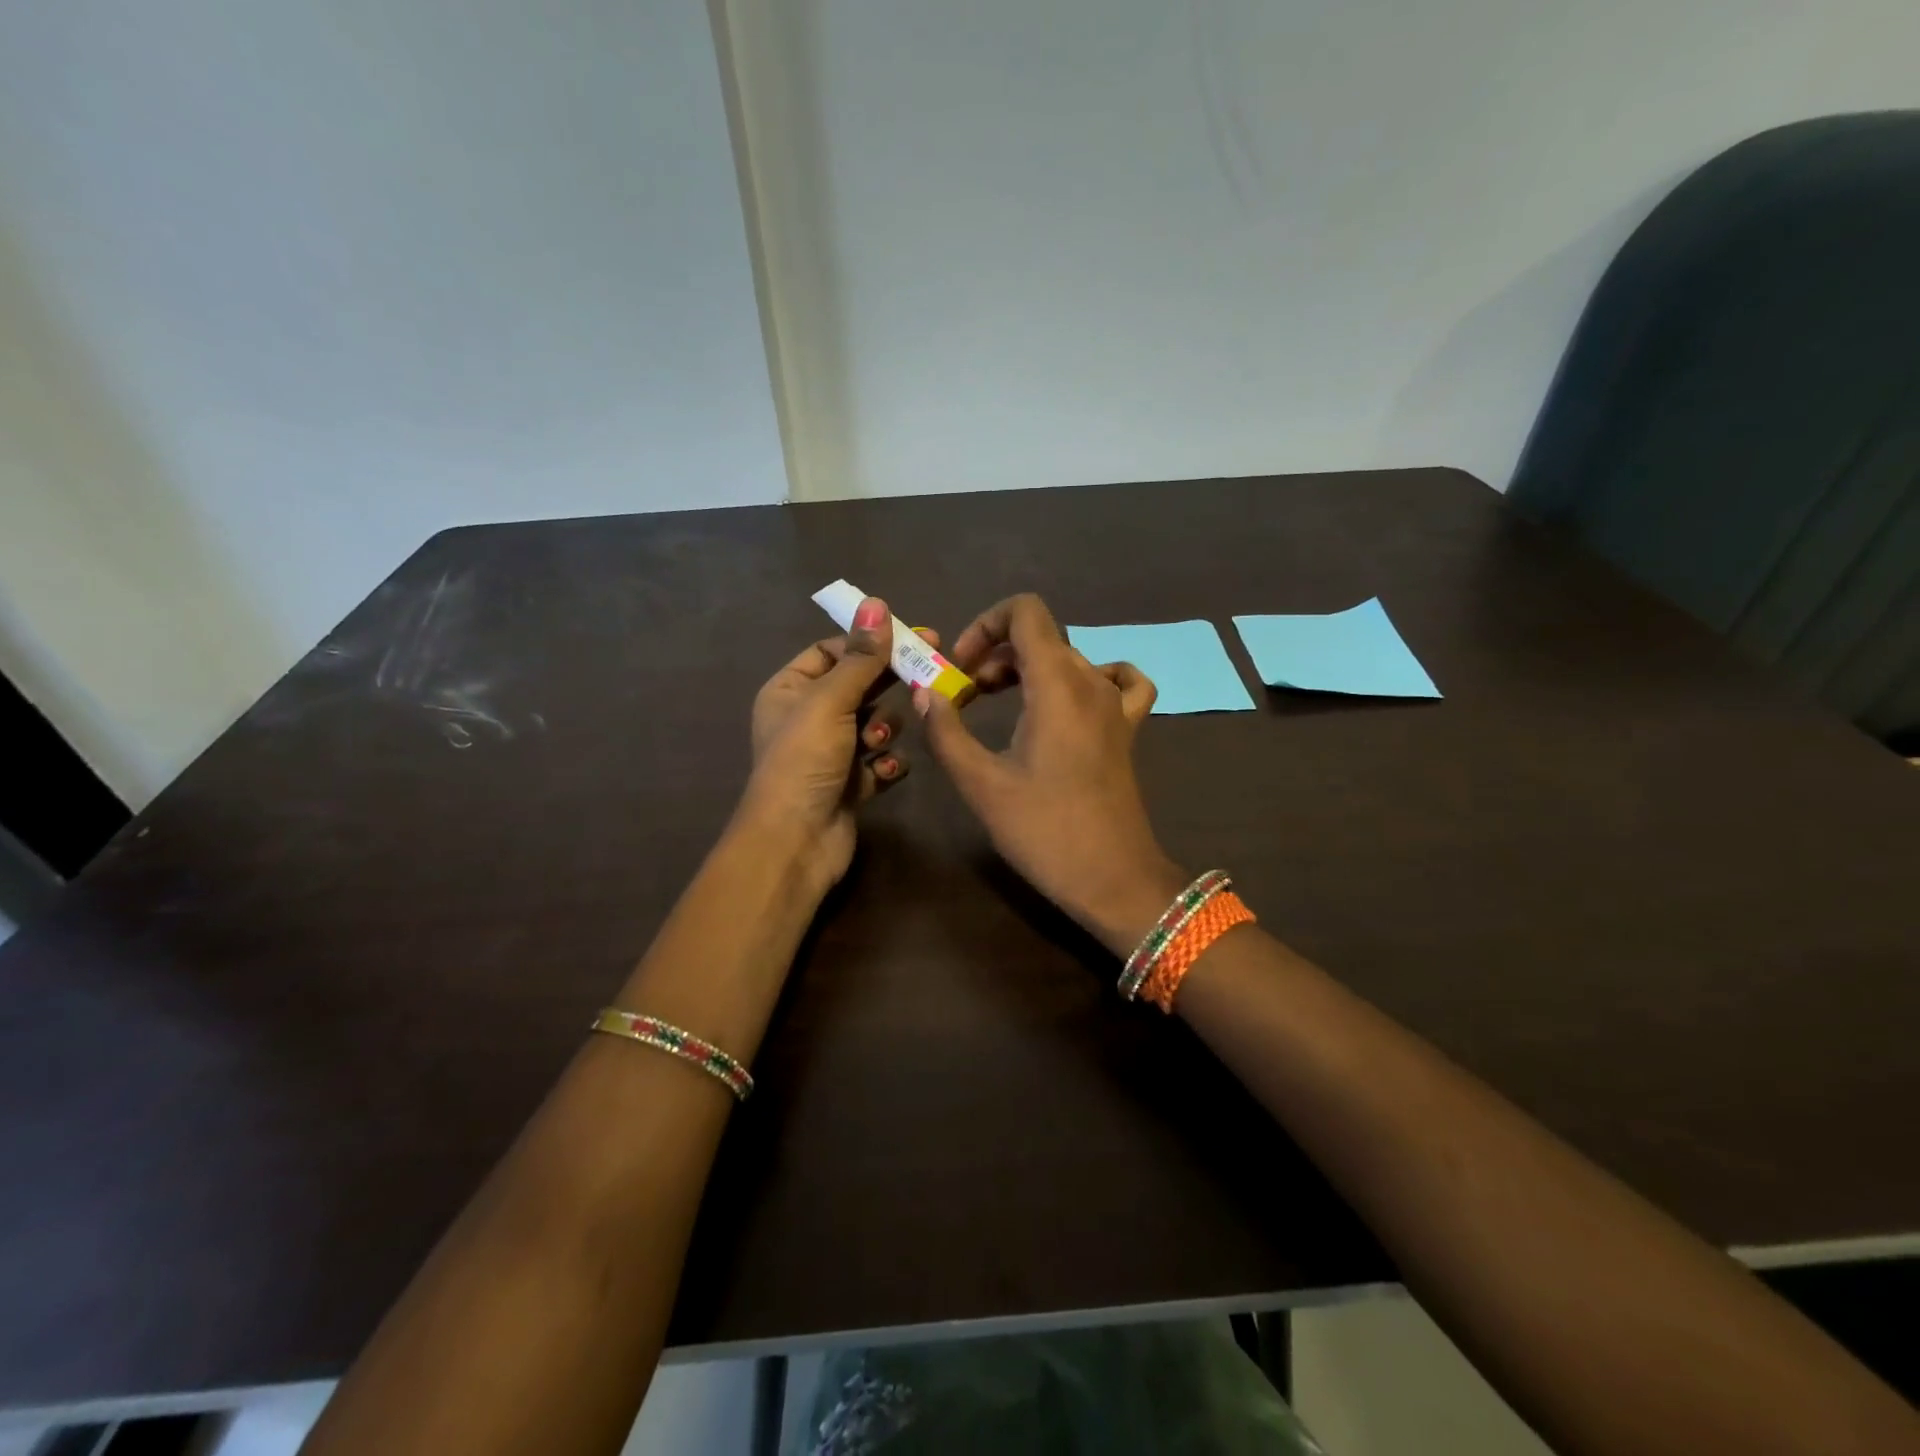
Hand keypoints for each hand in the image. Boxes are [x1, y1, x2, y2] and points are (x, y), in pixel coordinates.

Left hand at [739, 596, 927, 891]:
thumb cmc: (805, 760)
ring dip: (883, 731)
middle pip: (859, 686)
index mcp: (789, 690)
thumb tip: (877, 604)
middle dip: (887, 684)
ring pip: (875, 724)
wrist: (796, 842)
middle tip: (930, 669)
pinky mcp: (851, 784)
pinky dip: (886, 765)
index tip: (911, 636)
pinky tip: (882, 772)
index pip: (833, 651)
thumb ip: (860, 656)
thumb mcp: (830, 700)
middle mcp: (808, 717)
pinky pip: (880, 761)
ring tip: (875, 744)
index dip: (869, 643)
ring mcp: (831, 753)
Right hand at [916, 593, 1186, 954]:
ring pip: (1069, 658)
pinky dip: (1090, 677)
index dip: (984, 626)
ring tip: (1000, 703)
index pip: (1025, 612)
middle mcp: (1092, 681)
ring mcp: (1116, 705)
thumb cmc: (1044, 832)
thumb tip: (926, 693)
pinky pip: (1120, 681)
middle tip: (966, 698)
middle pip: (1041, 637)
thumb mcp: (982, 784)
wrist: (1113, 880)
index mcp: (1057, 684)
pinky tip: (1071, 701)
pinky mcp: (1128, 729)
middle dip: (994, 656)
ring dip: (1028, 669)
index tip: (960, 670)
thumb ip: (947, 731)